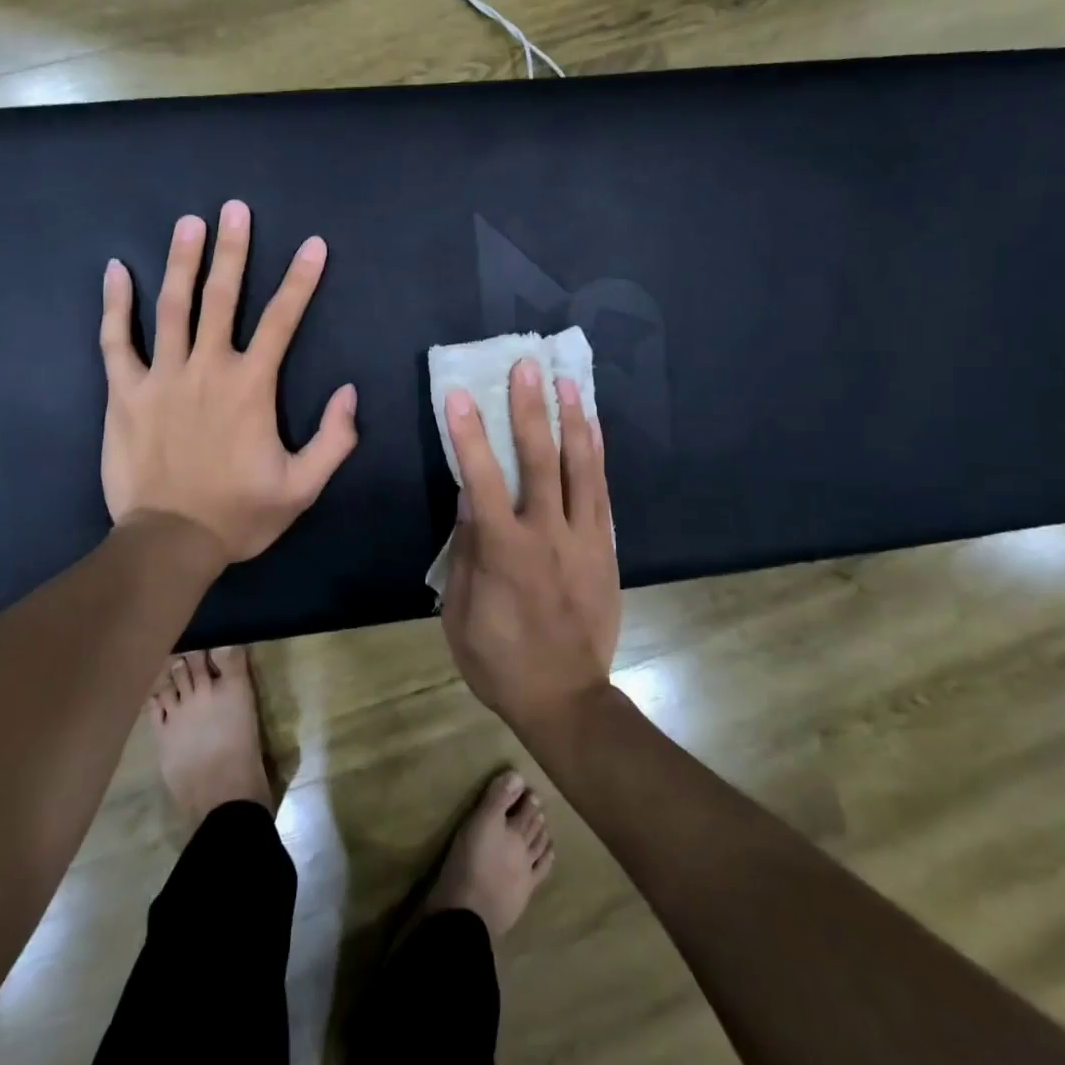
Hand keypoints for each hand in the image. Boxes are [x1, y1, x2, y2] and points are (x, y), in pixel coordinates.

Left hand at [99, 201, 357, 562]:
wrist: (169, 542)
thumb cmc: (239, 514)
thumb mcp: (303, 487)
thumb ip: (334, 439)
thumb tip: (348, 392)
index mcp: (251, 387)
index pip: (283, 320)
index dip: (301, 279)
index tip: (312, 244)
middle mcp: (207, 369)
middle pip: (222, 298)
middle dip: (233, 251)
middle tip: (234, 209)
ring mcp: (161, 377)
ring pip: (172, 307)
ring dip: (182, 262)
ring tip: (189, 223)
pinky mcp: (124, 393)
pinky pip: (116, 341)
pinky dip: (115, 305)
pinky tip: (117, 271)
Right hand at [441, 359, 620, 734]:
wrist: (567, 699)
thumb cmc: (499, 660)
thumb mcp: (462, 613)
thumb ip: (466, 550)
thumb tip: (468, 496)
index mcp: (506, 552)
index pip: (483, 480)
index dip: (469, 436)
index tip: (458, 395)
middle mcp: (549, 535)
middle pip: (542, 462)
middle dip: (531, 410)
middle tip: (526, 366)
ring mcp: (584, 540)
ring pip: (582, 469)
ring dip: (573, 421)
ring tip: (567, 380)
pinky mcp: (605, 549)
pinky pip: (602, 493)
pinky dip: (597, 456)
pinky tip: (592, 428)